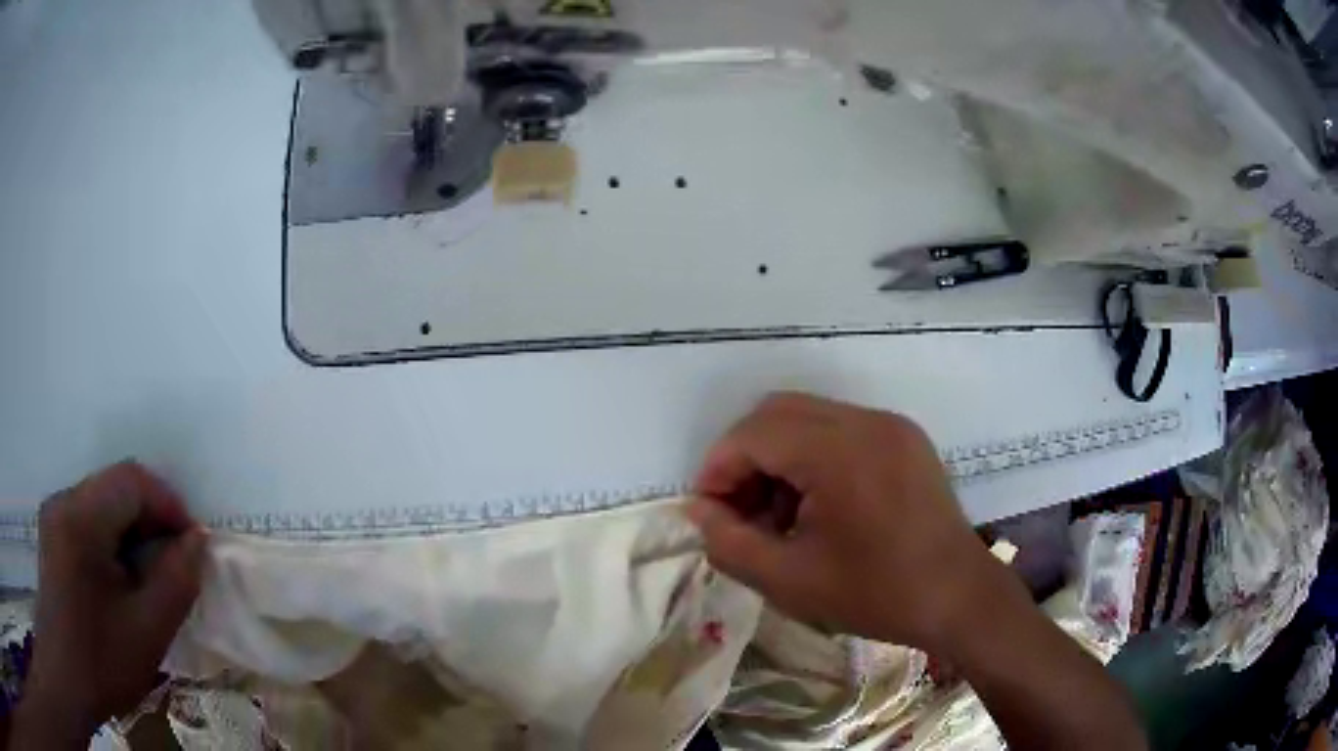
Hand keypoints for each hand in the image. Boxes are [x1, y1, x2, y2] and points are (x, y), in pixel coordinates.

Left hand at [13, 462, 205, 744]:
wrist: (66, 673)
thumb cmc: (101, 660)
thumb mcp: (146, 633)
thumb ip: (175, 583)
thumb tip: (197, 542)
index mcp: (81, 518)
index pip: (131, 480)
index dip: (168, 504)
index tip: (192, 545)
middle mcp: (64, 500)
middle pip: (115, 486)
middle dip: (151, 519)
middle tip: (174, 564)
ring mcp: (55, 513)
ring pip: (102, 502)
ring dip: (132, 530)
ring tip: (149, 576)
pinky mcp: (53, 531)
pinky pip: (88, 519)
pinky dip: (112, 540)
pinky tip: (120, 579)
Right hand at [686, 393, 1001, 650]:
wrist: (957, 596)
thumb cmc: (876, 593)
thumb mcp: (789, 580)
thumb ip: (729, 543)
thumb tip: (699, 510)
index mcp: (839, 451)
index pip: (754, 433)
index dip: (719, 468)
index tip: (710, 513)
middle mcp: (866, 421)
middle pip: (778, 412)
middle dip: (745, 457)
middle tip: (740, 511)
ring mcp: (890, 425)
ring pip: (808, 417)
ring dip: (779, 456)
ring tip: (780, 515)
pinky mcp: (905, 438)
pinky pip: (841, 429)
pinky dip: (813, 456)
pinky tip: (818, 505)